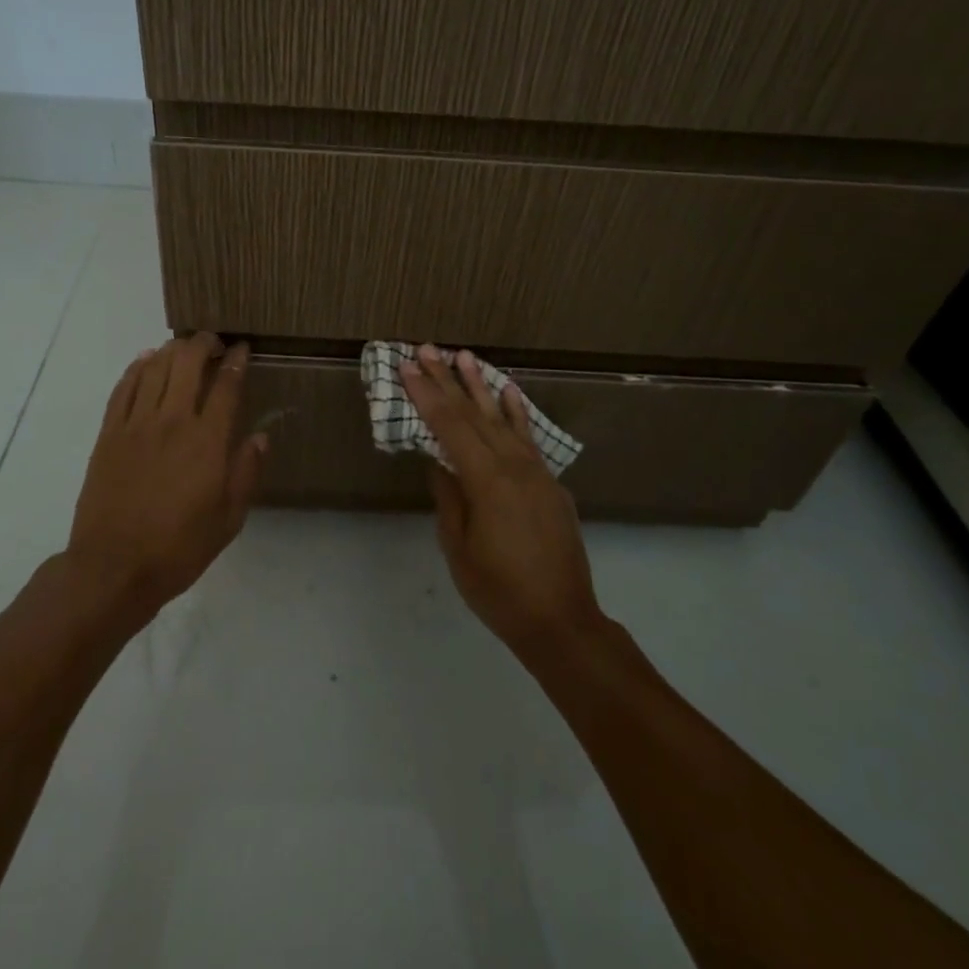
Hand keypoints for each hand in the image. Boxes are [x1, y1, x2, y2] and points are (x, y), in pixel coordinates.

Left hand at [67, 334, 266, 621]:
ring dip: (172, 351)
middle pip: (187, 364)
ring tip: (183, 348)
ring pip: (154, 369)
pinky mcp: (108, 435)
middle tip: (213, 342)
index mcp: (207, 442)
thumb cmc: (179, 548)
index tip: (242, 348)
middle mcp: (172, 422)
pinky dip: (136, 369)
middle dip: (203, 344)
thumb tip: (260, 436)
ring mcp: (135, 425)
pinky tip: (145, 362)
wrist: (114, 567)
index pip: (226, 386)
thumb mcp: (228, 519)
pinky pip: (123, 389)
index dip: (236, 361)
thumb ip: (246, 473)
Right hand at [401, 345, 605, 659]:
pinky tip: (508, 391)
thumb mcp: (459, 547)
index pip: (449, 427)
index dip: (426, 395)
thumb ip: (449, 497)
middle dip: (447, 380)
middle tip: (427, 349)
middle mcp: (514, 466)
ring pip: (503, 419)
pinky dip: (516, 412)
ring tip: (463, 356)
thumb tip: (439, 462)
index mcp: (487, 481)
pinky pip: (528, 438)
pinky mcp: (550, 484)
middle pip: (474, 414)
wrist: (561, 619)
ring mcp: (537, 472)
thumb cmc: (499, 590)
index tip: (407, 367)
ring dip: (481, 386)